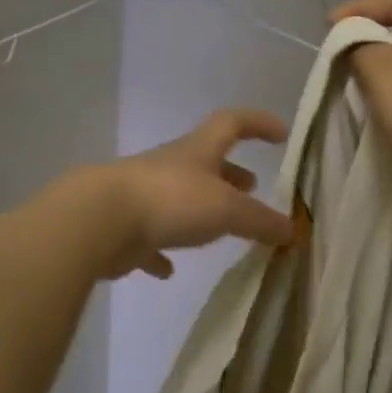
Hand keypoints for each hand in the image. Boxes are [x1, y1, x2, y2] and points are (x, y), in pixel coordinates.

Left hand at [76, 109, 294, 280]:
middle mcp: (172, 166)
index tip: (281, 134)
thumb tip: (293, 230)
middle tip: (252, 187)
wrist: (99, 219)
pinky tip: (168, 269)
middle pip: (206, 161)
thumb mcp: (226, 209)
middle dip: (231, 172)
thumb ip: (260, 220)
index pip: (233, 123)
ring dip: (201, 208)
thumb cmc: (170, 200)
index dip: (258, 123)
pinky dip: (162, 249)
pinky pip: (149, 237)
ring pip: (179, 196)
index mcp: (198, 151)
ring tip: (222, 227)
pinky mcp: (126, 227)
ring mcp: (145, 194)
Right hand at [331, 0, 391, 239]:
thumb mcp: (386, 73)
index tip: (328, 29)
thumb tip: (357, 46)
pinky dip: (386, 98)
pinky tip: (369, 113)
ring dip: (375, 72)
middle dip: (366, 39)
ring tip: (347, 86)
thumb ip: (363, 48)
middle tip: (337, 59)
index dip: (361, 7)